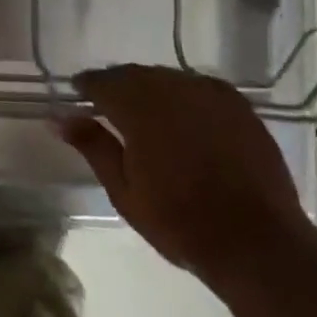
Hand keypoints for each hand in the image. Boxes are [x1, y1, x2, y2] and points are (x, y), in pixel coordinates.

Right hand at [55, 65, 309, 287]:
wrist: (257, 242)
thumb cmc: (180, 221)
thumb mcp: (124, 191)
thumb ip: (92, 146)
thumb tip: (59, 117)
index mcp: (137, 105)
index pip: (102, 81)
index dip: (87, 87)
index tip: (79, 96)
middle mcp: (170, 87)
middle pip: (133, 74)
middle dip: (118, 87)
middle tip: (111, 109)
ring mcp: (207, 92)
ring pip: (166, 78)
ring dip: (151, 89)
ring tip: (148, 115)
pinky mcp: (237, 103)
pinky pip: (198, 86)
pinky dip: (184, 96)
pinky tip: (185, 117)